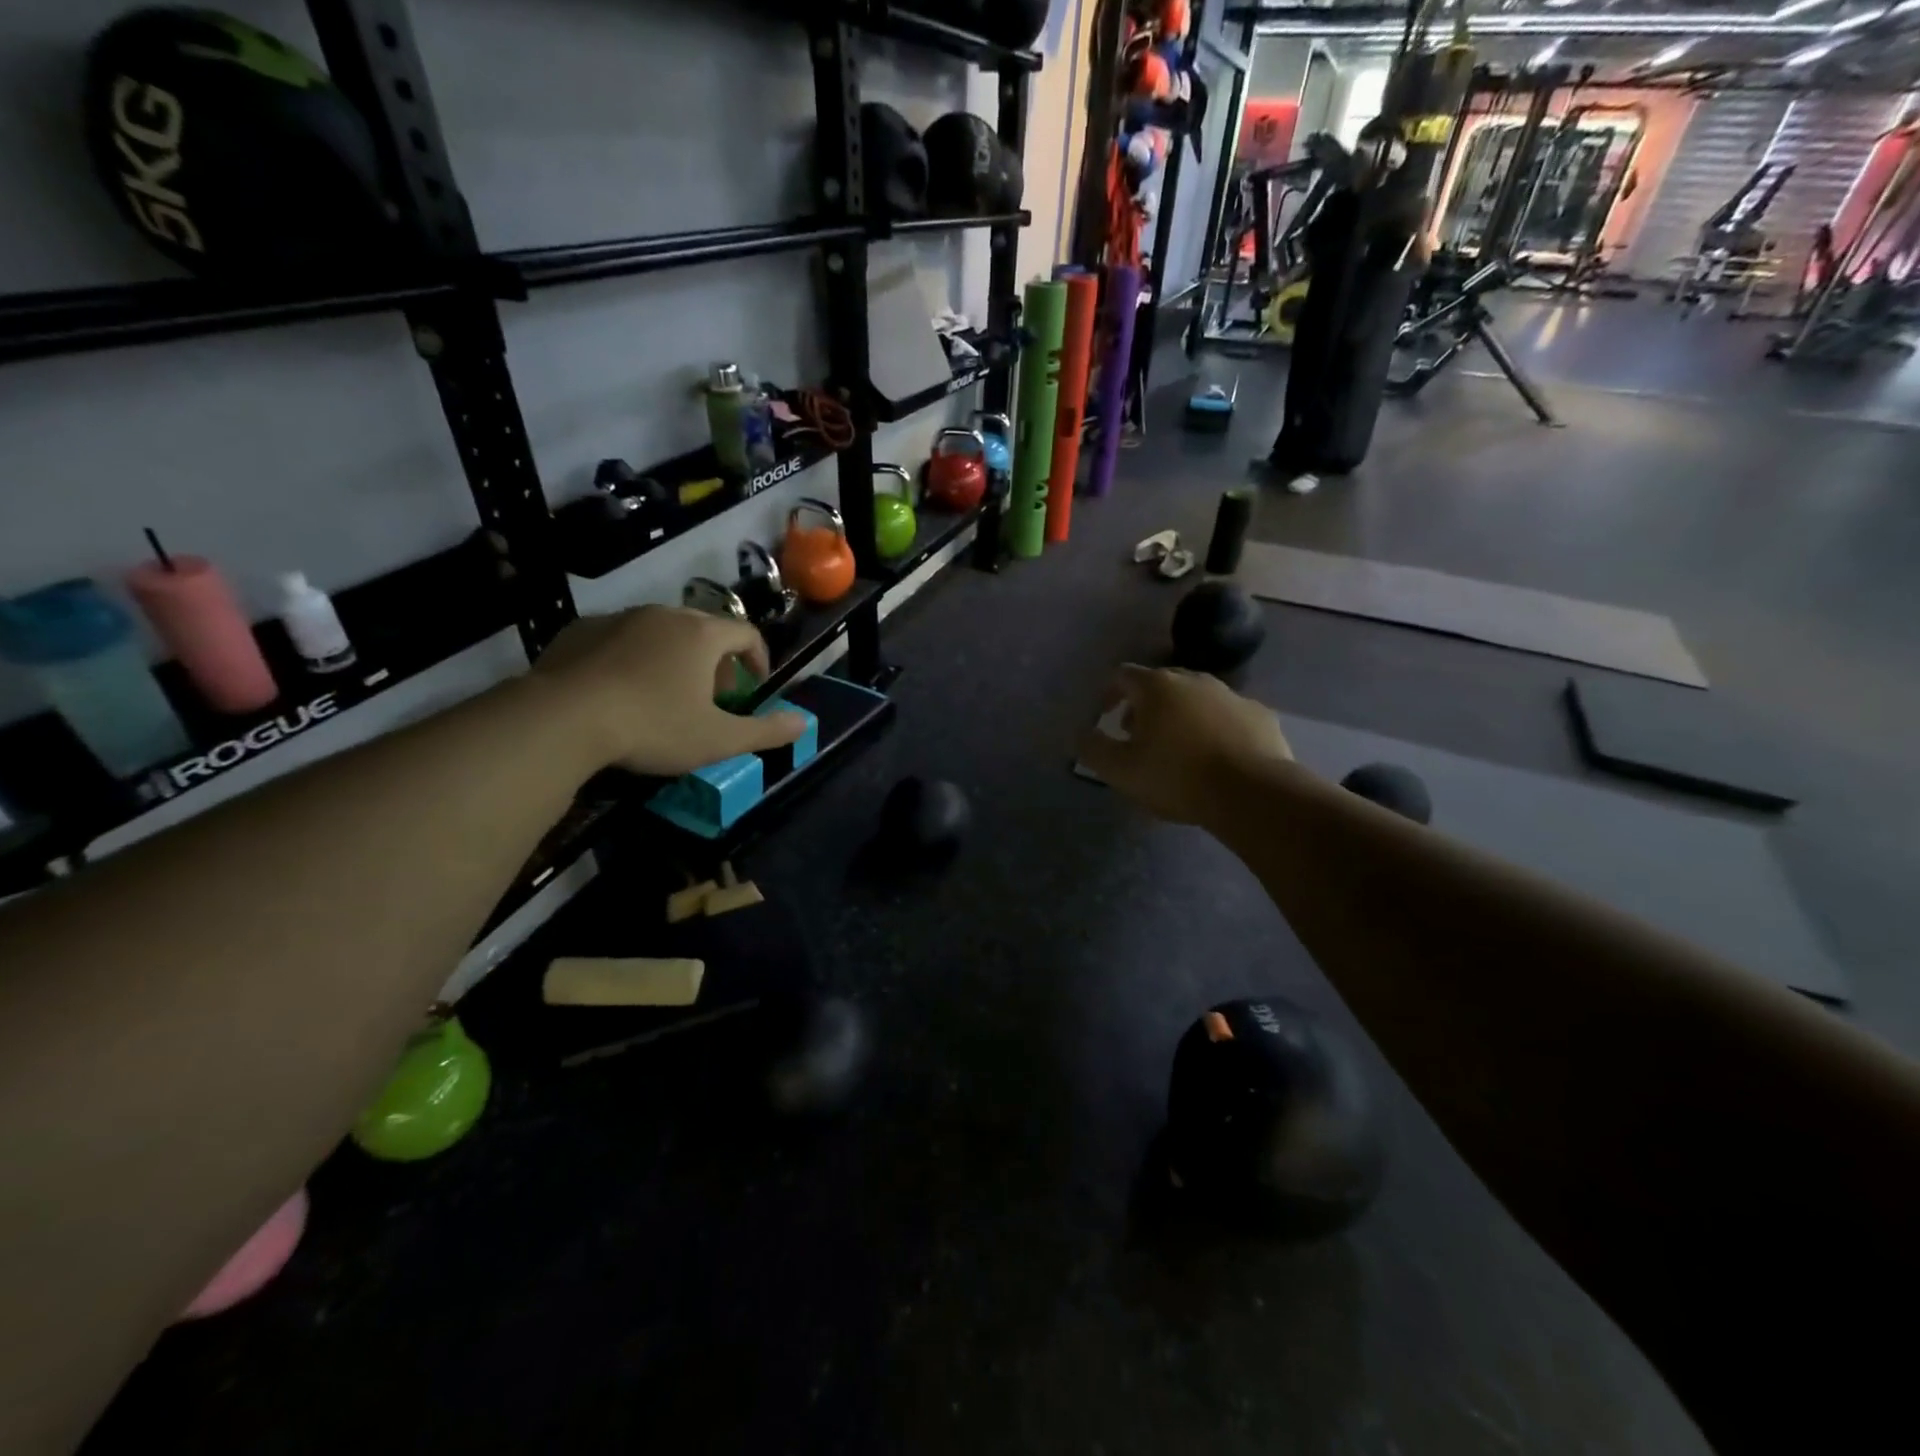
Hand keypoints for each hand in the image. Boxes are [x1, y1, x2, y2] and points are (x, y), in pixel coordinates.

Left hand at [534, 606, 804, 775]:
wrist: (562, 719)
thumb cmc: (654, 726)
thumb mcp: (718, 739)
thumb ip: (765, 731)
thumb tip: (804, 723)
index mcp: (702, 634)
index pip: (746, 633)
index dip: (758, 658)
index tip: (753, 686)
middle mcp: (664, 614)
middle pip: (704, 628)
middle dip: (715, 659)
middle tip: (711, 695)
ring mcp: (619, 618)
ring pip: (659, 630)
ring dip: (673, 656)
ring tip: (664, 694)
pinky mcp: (579, 630)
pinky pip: (619, 638)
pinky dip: (631, 657)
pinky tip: (619, 691)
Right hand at [1076, 665, 1292, 824]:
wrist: (1252, 793)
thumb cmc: (1177, 777)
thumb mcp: (1120, 770)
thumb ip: (1093, 749)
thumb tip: (1081, 734)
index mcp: (1157, 687)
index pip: (1122, 675)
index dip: (1108, 694)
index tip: (1104, 717)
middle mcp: (1194, 680)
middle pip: (1160, 683)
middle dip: (1144, 706)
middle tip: (1137, 735)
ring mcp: (1231, 694)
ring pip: (1196, 697)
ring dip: (1180, 715)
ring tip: (1176, 748)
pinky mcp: (1260, 715)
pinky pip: (1227, 715)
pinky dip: (1214, 727)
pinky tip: (1215, 755)